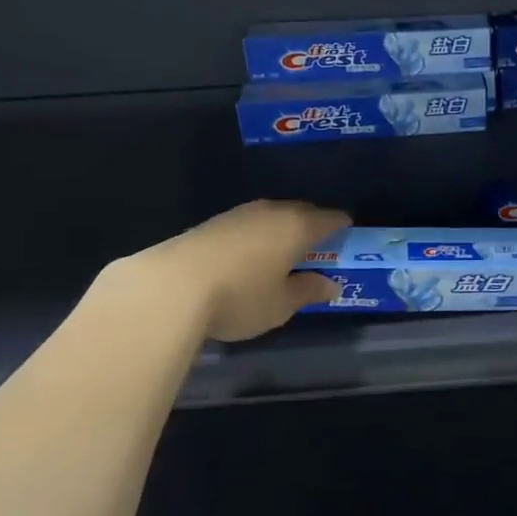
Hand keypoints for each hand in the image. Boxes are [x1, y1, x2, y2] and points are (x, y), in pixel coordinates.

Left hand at [102, 200, 350, 343]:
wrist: (170, 286)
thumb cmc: (239, 297)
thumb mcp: (280, 304)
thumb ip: (308, 291)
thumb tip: (330, 284)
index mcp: (299, 226)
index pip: (332, 218)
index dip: (342, 229)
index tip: (346, 243)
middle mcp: (274, 211)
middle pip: (303, 212)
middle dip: (312, 228)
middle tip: (315, 252)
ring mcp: (241, 212)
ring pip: (274, 216)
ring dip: (281, 231)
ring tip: (280, 256)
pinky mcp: (214, 221)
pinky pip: (249, 223)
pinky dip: (256, 236)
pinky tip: (247, 258)